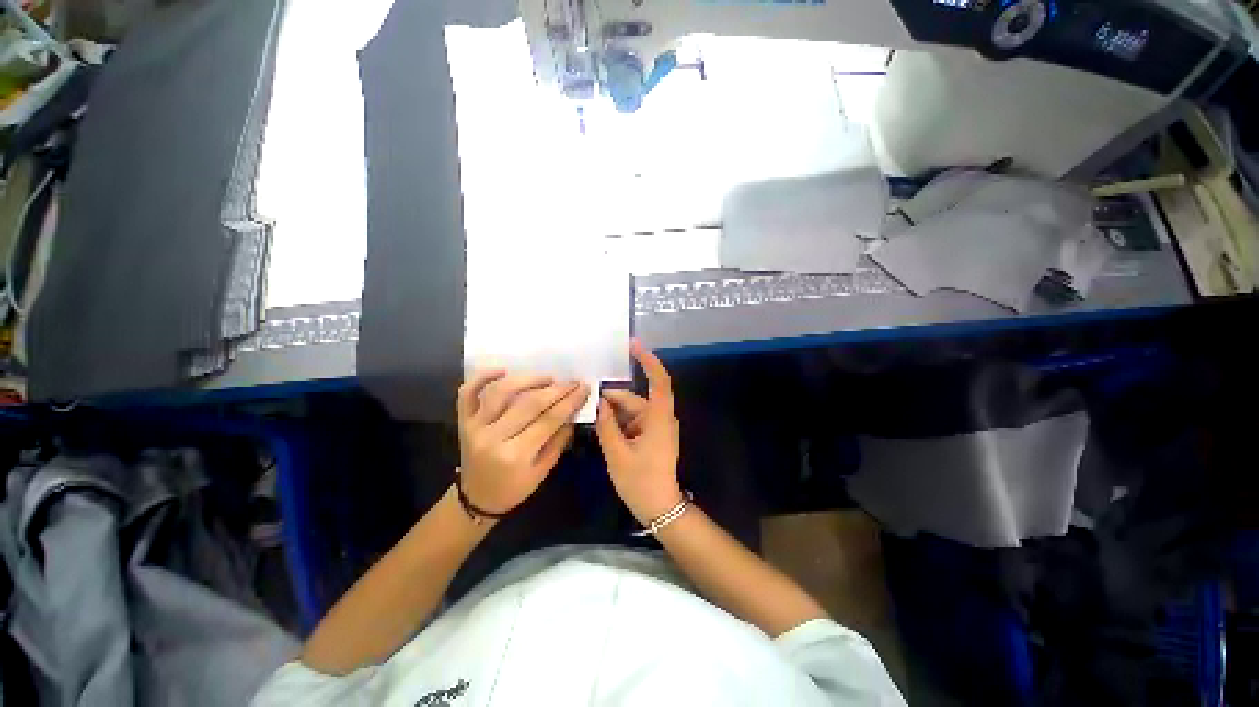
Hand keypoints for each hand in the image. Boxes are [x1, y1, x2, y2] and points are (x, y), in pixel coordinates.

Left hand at [457, 371, 589, 514]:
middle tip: (572, 382)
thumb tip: (573, 411)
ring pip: (501, 392)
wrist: (476, 499)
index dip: (569, 401)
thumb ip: (559, 439)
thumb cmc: (514, 488)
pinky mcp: (463, 421)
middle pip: (528, 404)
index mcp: (515, 455)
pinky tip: (503, 370)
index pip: (548, 420)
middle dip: (556, 390)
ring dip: (527, 379)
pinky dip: (482, 377)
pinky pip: (467, 393)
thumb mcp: (543, 471)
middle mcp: (492, 437)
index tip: (584, 388)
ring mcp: (474, 427)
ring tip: (548, 378)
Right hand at [595, 340, 682, 523]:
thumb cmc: (640, 482)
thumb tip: (600, 403)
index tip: (633, 346)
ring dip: (615, 413)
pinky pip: (635, 422)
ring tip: (592, 419)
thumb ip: (607, 425)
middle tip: (588, 400)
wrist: (660, 509)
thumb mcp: (617, 453)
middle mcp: (661, 418)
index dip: (648, 361)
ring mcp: (658, 428)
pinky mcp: (654, 436)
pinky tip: (603, 429)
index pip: (659, 381)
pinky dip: (620, 423)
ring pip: (633, 411)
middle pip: (636, 399)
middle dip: (613, 399)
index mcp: (659, 418)